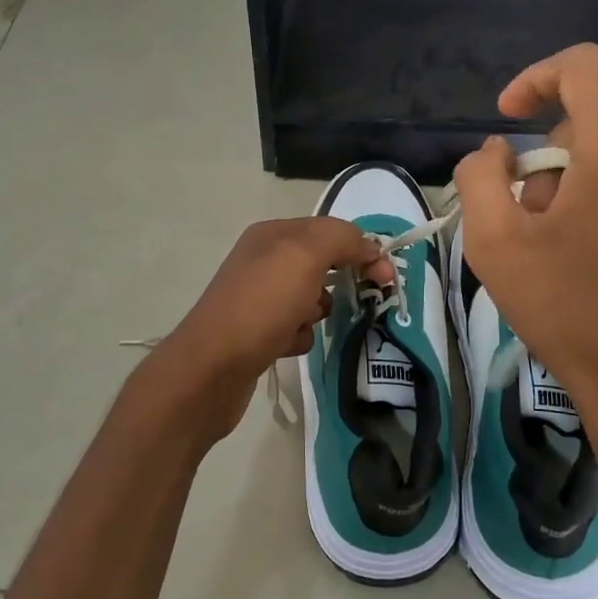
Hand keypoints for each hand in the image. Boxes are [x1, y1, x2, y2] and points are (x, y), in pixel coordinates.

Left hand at [152, 217, 389, 438]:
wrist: (211, 368)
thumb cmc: (260, 305)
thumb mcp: (304, 256)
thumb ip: (340, 239)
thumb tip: (367, 246)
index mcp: (273, 235)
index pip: (330, 230)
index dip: (361, 248)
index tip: (386, 276)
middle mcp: (264, 261)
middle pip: (322, 264)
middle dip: (340, 281)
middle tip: (359, 299)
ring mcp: (258, 298)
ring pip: (311, 299)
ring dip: (318, 312)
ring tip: (304, 324)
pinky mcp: (257, 333)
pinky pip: (296, 328)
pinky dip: (299, 337)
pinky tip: (287, 345)